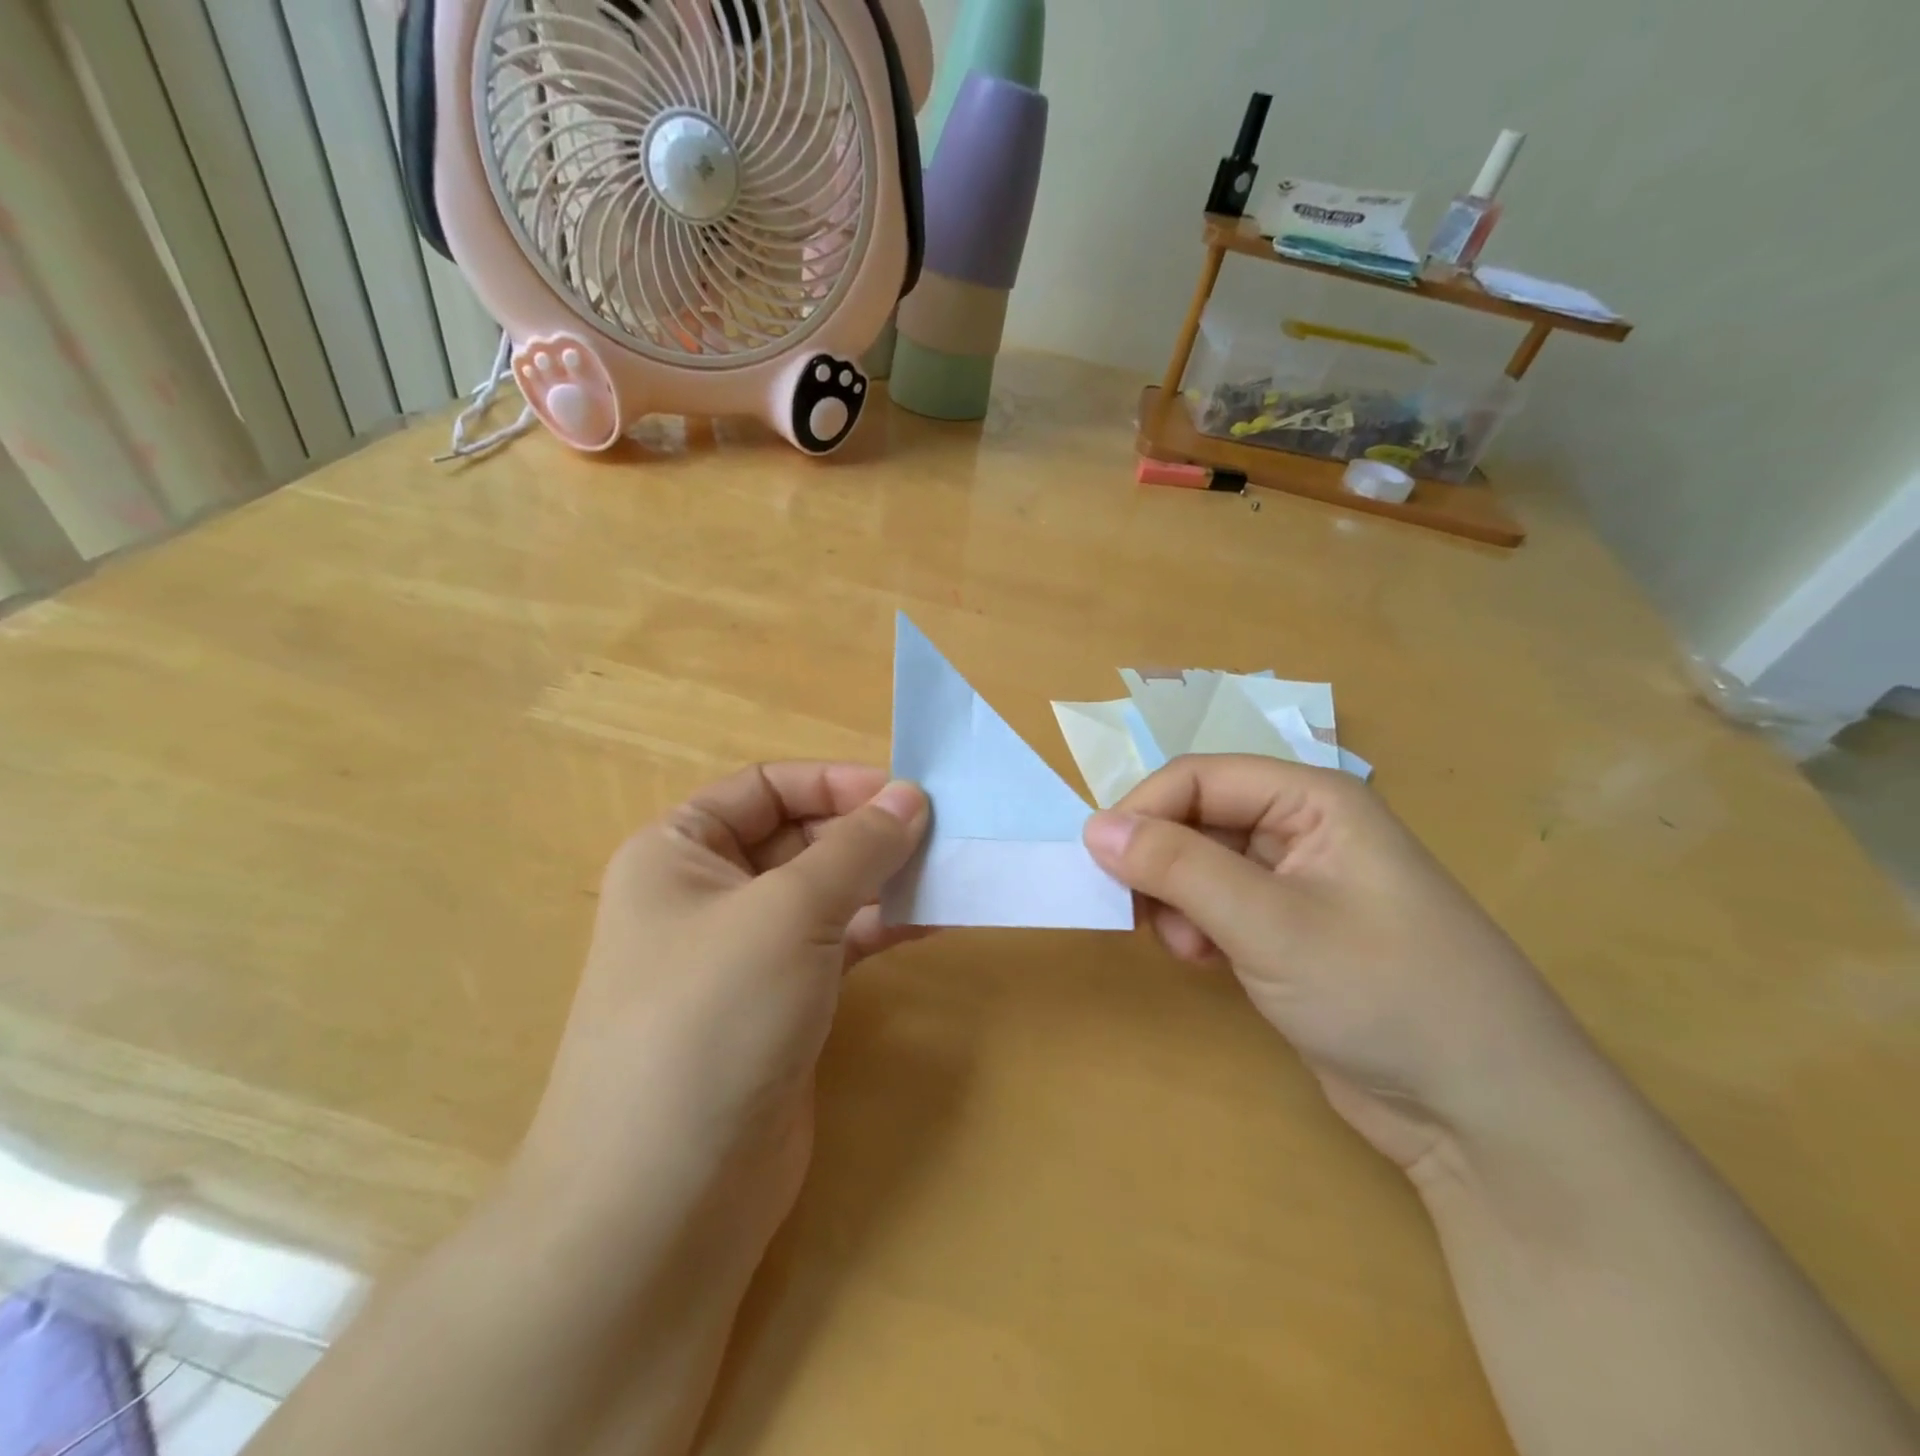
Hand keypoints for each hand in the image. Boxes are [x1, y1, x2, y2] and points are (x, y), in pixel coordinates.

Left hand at [517, 763, 928, 1267]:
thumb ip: (857, 848)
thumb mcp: (788, 912)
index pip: (765, 787)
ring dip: (882, 878)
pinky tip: (932, 919)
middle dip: (866, 831)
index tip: (906, 794)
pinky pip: (837, 943)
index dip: (834, 782)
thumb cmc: (712, 1018)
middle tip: (941, 833)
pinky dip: (881, 926)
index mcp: (679, 851)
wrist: (667, 1200)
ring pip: (824, 892)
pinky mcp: (781, 1004)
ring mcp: (745, 954)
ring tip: (948, 870)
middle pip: (799, 837)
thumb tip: (911, 796)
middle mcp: (707, 894)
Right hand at [1083, 756, 1593, 1172]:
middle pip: (1197, 818)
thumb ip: (1177, 867)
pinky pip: (1217, 906)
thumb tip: (1092, 827)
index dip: (1144, 811)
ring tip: (1191, 948)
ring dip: (1176, 900)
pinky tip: (1208, 963)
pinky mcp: (1289, 933)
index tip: (1100, 864)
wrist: (1486, 1116)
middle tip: (1144, 917)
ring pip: (1200, 865)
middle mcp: (1303, 828)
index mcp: (1313, 798)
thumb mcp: (1271, 924)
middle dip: (1161, 864)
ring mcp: (1297, 883)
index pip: (1199, 777)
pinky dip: (1197, 928)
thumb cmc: (1386, 994)